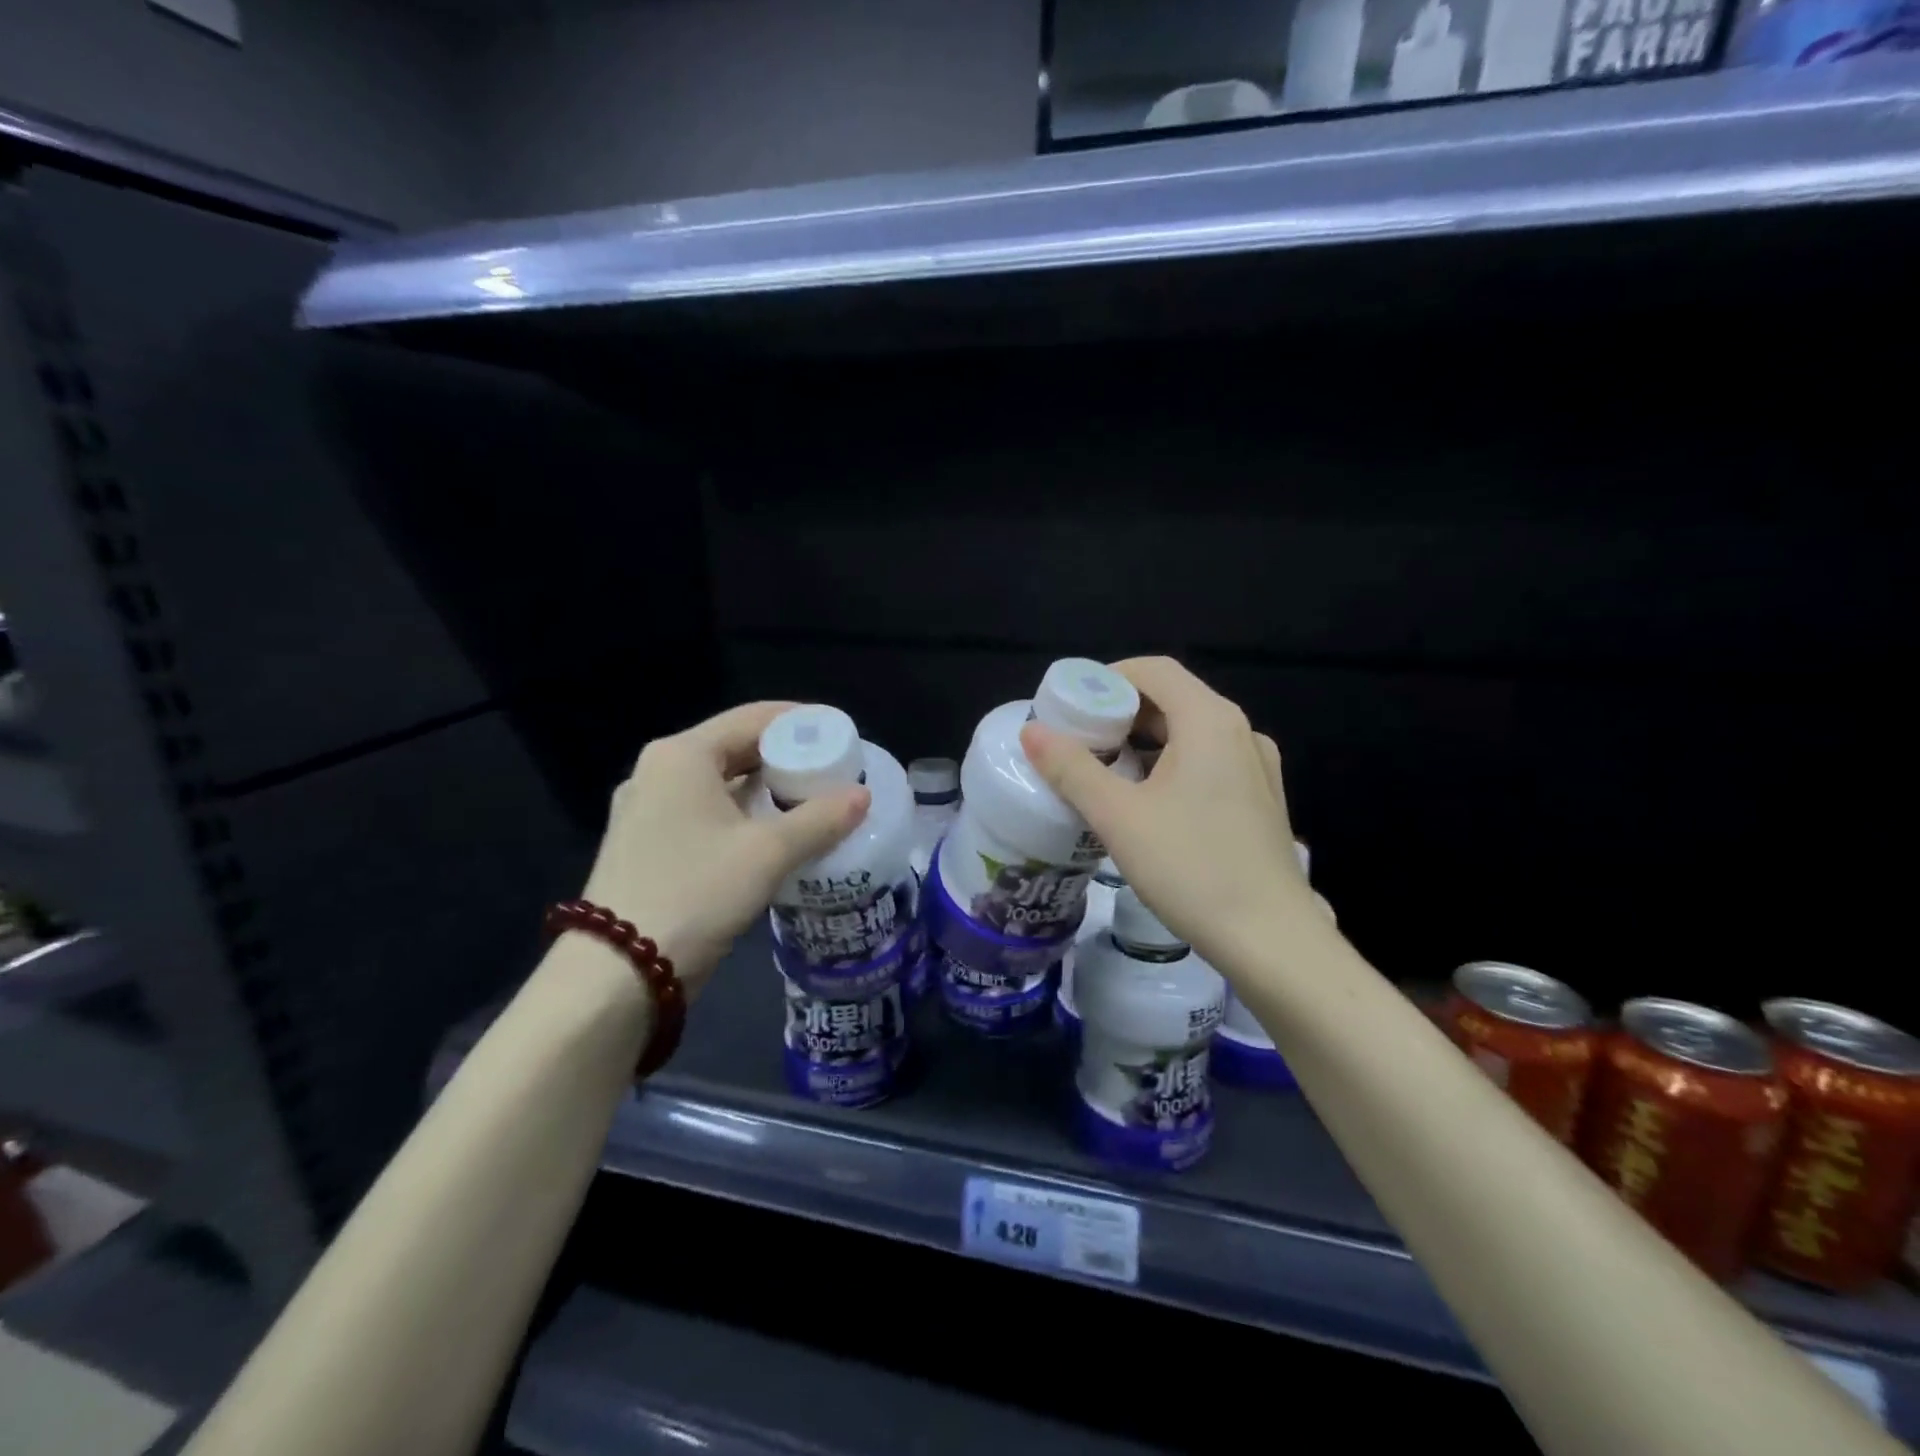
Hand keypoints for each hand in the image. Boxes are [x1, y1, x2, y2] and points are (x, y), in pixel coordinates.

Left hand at [581, 702, 870, 994]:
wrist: (618, 973)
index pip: (753, 718)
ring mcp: (647, 810)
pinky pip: (705, 813)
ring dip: (765, 789)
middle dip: (785, 757)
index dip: (801, 721)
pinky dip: (742, 815)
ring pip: (720, 784)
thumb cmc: (695, 893)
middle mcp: (659, 772)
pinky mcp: (647, 844)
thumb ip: (820, 819)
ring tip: (812, 800)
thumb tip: (862, 796)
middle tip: (832, 770)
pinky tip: (773, 834)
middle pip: (735, 748)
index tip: (839, 733)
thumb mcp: (767, 854)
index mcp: (682, 756)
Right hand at [1019, 657, 1312, 972]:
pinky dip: (1172, 765)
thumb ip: (1072, 769)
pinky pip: (1209, 762)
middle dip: (1122, 712)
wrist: (1272, 940)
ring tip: (1105, 772)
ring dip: (1145, 742)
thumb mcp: (1118, 817)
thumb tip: (1033, 732)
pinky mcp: (1262, 799)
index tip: (1071, 706)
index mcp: (1209, 721)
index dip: (1108, 677)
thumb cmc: (1191, 868)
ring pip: (1191, 733)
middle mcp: (1240, 732)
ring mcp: (1257, 767)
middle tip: (1079, 741)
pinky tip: (1147, 803)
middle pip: (1173, 699)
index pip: (1154, 670)